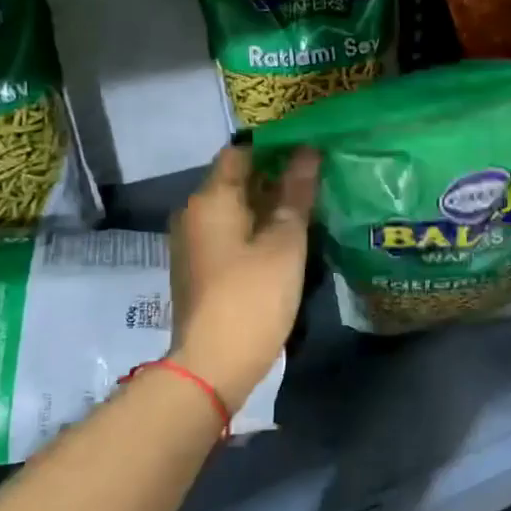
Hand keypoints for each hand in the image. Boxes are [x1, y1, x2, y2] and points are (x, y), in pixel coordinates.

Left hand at [168, 145, 318, 409]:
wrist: (214, 364)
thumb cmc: (253, 296)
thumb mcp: (285, 242)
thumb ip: (297, 194)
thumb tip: (309, 151)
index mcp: (211, 199)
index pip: (240, 152)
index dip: (275, 147)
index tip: (310, 149)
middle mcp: (194, 214)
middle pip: (236, 181)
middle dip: (275, 177)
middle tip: (318, 178)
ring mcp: (193, 244)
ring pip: (234, 210)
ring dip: (267, 205)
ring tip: (309, 207)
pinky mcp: (200, 270)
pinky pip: (229, 234)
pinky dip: (255, 230)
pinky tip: (286, 240)